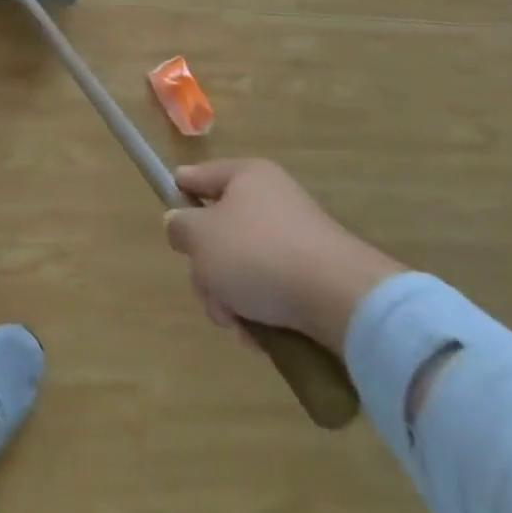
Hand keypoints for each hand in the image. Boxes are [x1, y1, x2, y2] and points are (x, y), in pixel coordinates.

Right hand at [164, 158, 404, 355]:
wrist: (342, 300)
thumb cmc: (259, 254)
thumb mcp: (201, 237)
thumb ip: (179, 228)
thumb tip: (180, 224)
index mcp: (246, 176)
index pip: (200, 175)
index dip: (179, 191)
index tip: (168, 213)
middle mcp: (272, 199)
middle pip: (219, 230)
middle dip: (207, 270)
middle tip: (210, 294)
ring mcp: (296, 237)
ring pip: (242, 266)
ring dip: (231, 298)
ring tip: (238, 325)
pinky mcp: (314, 274)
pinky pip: (272, 288)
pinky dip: (260, 312)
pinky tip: (260, 337)